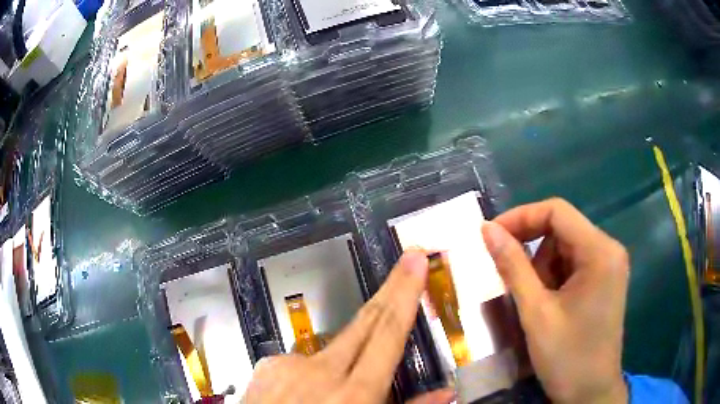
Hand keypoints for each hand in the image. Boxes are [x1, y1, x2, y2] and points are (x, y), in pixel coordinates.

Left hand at [242, 250, 453, 403]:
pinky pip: (302, 361)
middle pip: (364, 322)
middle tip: (407, 264)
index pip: (388, 333)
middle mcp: (321, 373)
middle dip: (389, 291)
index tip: (416, 261)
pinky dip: (312, 373)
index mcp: (354, 394)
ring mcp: (288, 365)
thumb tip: (446, 393)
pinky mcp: (267, 365)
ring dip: (343, 359)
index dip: (406, 294)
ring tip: (334, 392)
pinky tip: (303, 394)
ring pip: (332, 350)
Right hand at [482, 198, 629, 403]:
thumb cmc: (567, 357)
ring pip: (565, 248)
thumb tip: (487, 230)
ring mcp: (609, 266)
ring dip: (542, 269)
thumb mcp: (536, 313)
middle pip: (561, 229)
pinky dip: (553, 279)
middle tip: (510, 280)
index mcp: (599, 251)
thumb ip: (512, 267)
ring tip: (535, 304)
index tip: (490, 236)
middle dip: (532, 251)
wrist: (590, 393)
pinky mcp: (604, 281)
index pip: (557, 211)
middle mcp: (609, 250)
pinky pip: (573, 265)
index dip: (520, 217)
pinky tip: (548, 306)